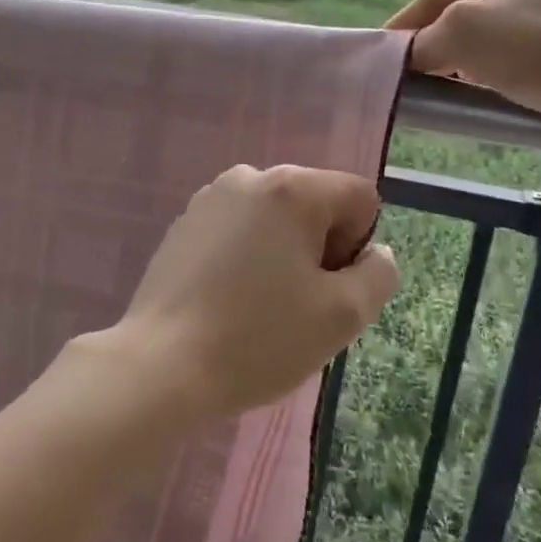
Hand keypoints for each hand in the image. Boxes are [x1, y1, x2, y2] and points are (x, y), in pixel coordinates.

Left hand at [106, 165, 398, 423]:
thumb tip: (375, 253)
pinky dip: (246, 257)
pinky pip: (237, 230)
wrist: (162, 365)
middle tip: (299, 303)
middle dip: (319, 248)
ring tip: (261, 305)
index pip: (358, 198)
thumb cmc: (259, 338)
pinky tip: (228, 300)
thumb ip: (378, 275)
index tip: (328, 288)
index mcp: (291, 188)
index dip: (358, 246)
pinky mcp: (183, 224)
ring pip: (275, 219)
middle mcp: (249, 177)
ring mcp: (209, 198)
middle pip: (314, 203)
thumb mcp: (342, 315)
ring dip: (283, 254)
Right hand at [386, 0, 540, 144]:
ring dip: (468, 55)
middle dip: (439, 39)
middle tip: (414, 72)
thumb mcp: (461, 36)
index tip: (382, 54)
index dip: (406, 23)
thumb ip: (422, 41)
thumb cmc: (539, 48)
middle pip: (468, 5)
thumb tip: (409, 55)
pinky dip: (500, 64)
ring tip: (448, 83)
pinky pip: (525, 45)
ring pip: (495, 27)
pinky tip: (491, 86)